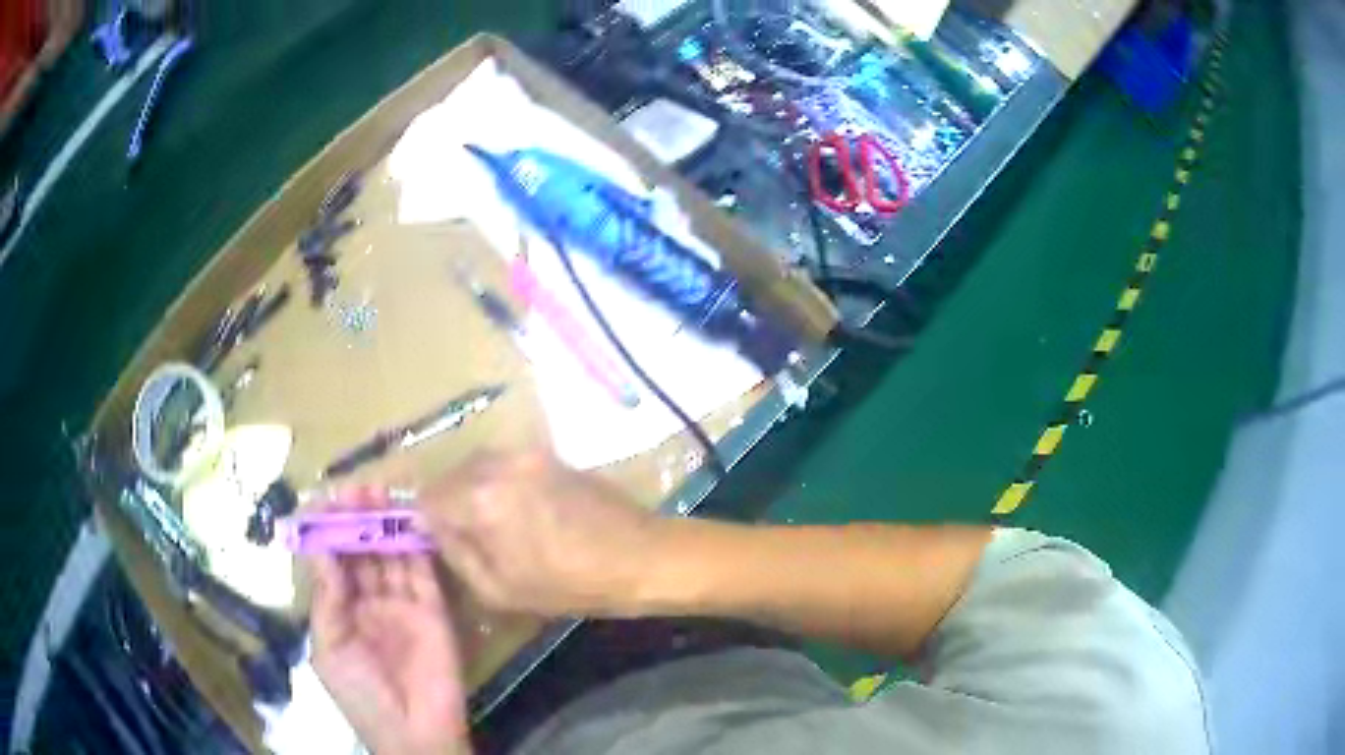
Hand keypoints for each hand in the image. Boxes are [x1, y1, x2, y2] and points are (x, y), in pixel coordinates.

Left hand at [308, 490, 468, 754]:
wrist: (415, 732)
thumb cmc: (361, 695)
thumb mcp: (329, 649)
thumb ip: (328, 599)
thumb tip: (322, 548)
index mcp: (340, 611)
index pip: (333, 562)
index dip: (328, 531)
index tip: (326, 500)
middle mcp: (370, 601)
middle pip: (362, 551)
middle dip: (357, 519)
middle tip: (356, 488)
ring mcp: (403, 604)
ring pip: (391, 555)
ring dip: (384, 525)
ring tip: (378, 492)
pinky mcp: (433, 609)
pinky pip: (423, 571)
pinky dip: (417, 545)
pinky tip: (408, 519)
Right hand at [418, 451, 664, 617]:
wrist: (640, 556)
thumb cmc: (570, 585)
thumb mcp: (500, 590)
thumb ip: (457, 554)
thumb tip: (435, 529)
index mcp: (480, 499)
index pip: (428, 497)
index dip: (428, 522)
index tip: (442, 541)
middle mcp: (498, 465)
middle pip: (451, 476)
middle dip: (450, 503)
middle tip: (468, 536)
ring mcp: (527, 454)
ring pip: (478, 466)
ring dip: (474, 490)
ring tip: (495, 525)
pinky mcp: (550, 454)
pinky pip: (506, 464)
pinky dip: (499, 483)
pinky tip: (520, 511)